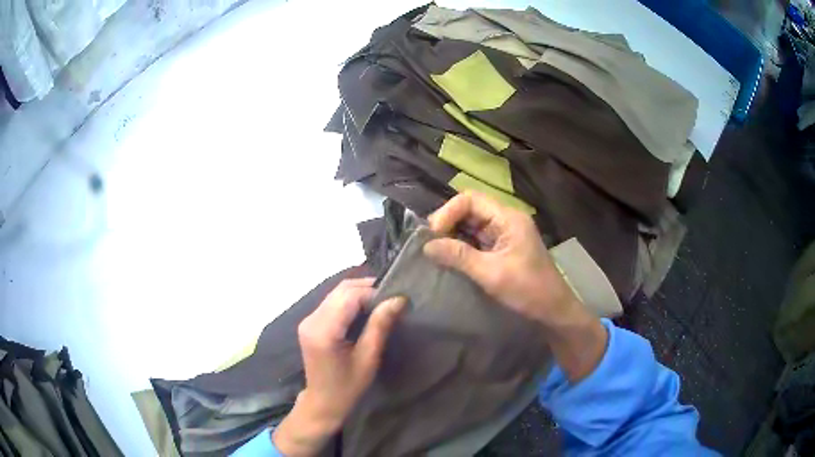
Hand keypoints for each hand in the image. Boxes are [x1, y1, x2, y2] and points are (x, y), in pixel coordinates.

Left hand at [273, 278, 404, 455]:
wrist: (322, 402)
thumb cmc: (348, 386)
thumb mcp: (368, 358)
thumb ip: (380, 326)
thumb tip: (398, 299)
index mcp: (323, 331)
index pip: (349, 297)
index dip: (373, 293)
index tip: (397, 299)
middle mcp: (311, 320)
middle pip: (341, 290)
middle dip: (367, 289)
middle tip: (391, 298)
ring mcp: (308, 320)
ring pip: (336, 293)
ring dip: (359, 293)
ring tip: (382, 302)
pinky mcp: (310, 323)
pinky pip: (332, 302)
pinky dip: (350, 300)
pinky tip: (365, 309)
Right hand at [423, 192, 607, 381]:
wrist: (553, 310)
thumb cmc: (528, 290)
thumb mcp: (491, 273)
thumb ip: (459, 256)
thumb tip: (427, 246)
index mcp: (508, 218)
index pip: (470, 199)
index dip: (448, 212)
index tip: (432, 235)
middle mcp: (506, 220)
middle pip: (470, 209)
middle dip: (447, 223)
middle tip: (429, 243)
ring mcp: (505, 234)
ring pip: (471, 224)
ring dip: (452, 235)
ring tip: (434, 251)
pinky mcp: (502, 248)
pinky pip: (477, 239)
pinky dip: (461, 246)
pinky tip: (449, 258)